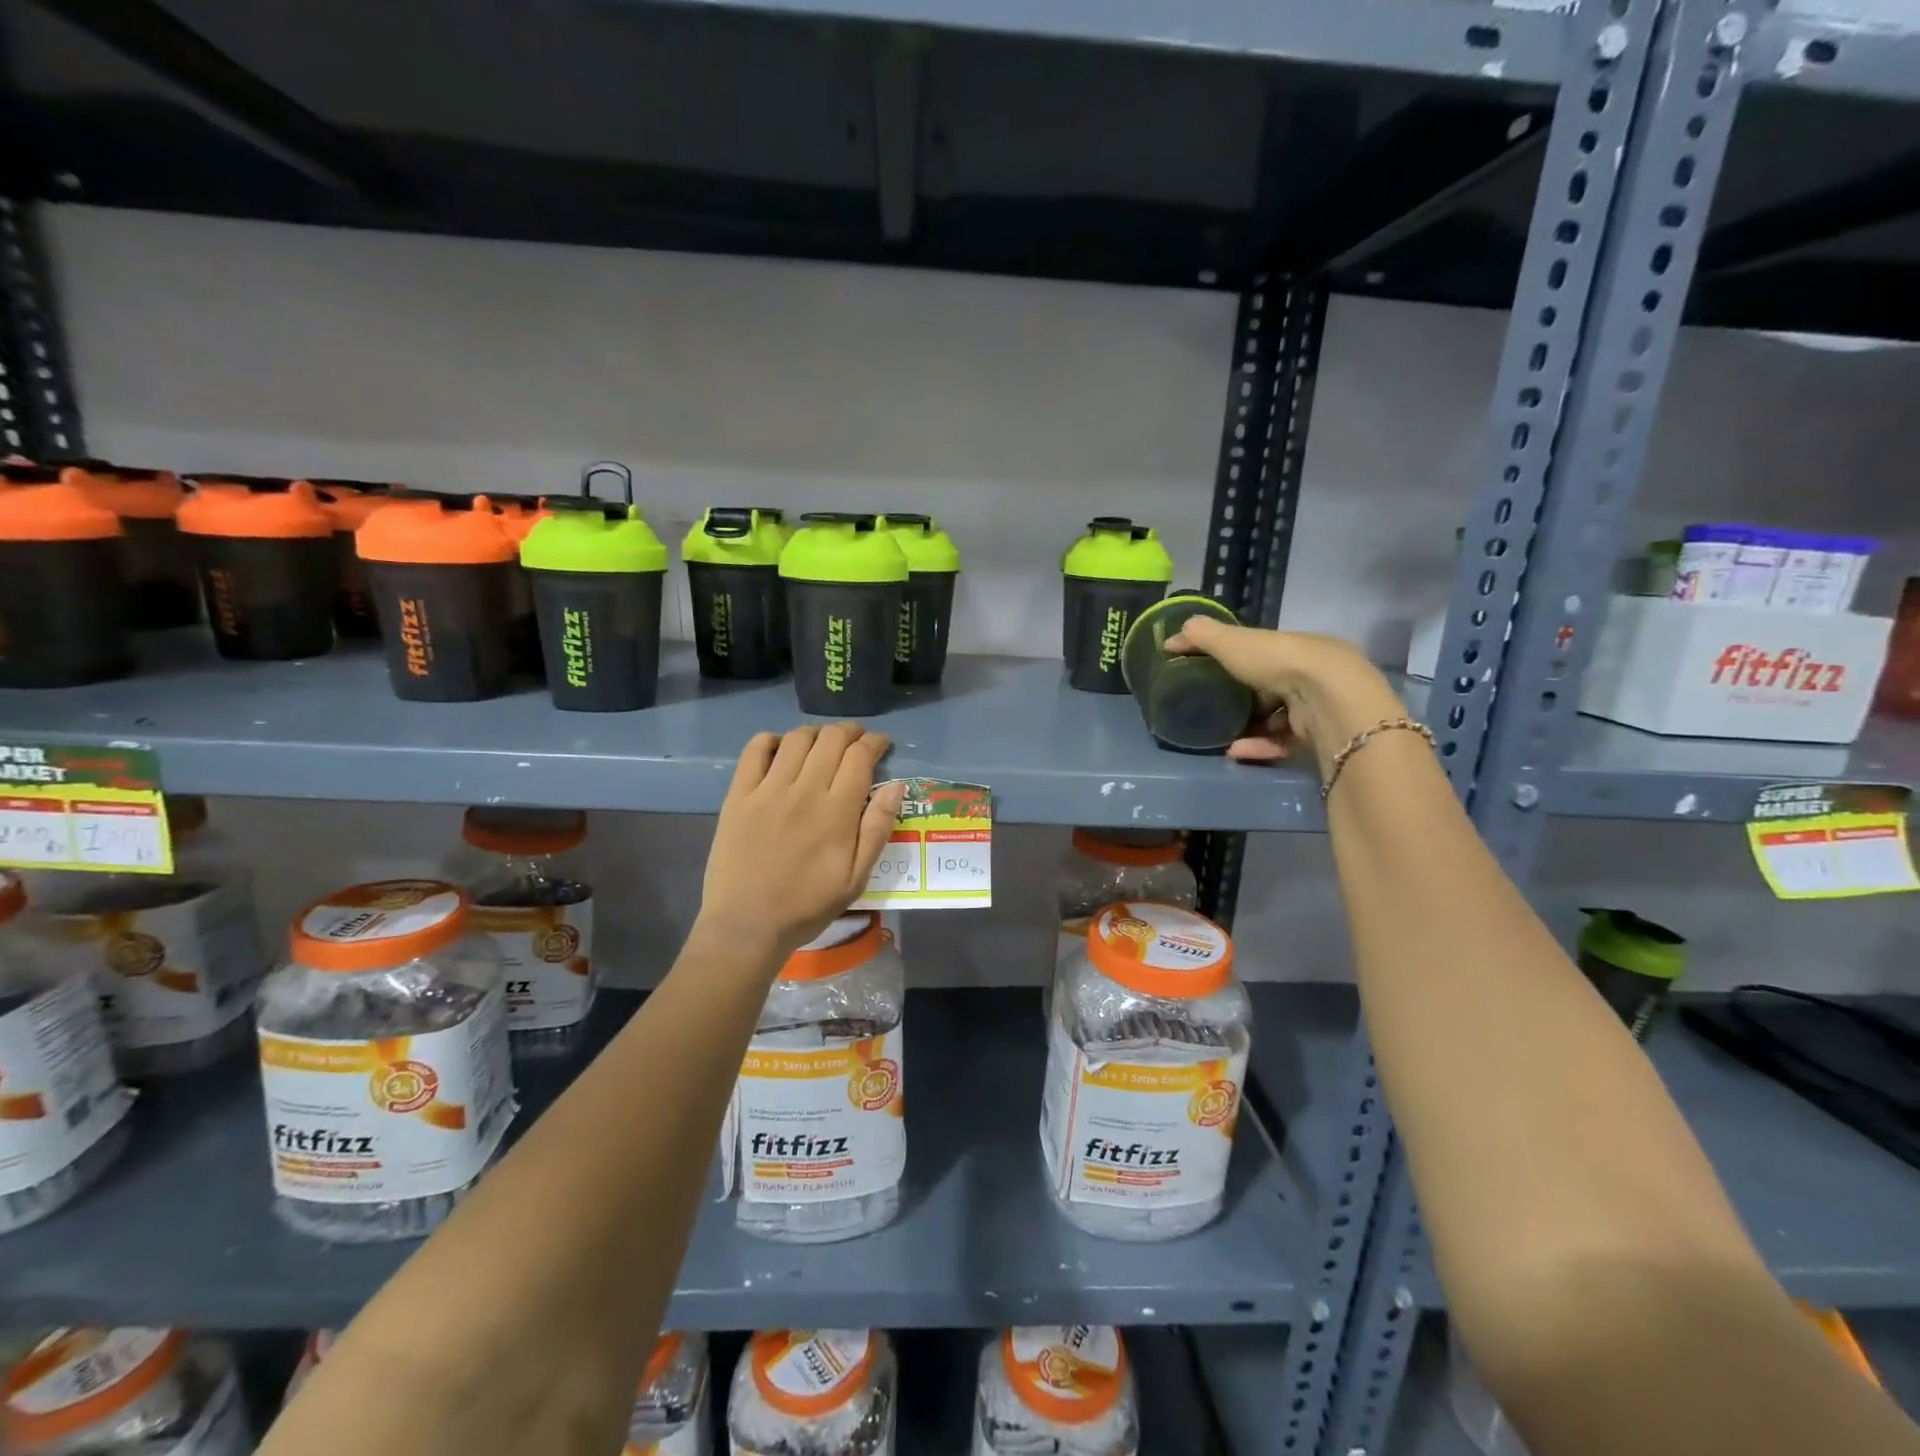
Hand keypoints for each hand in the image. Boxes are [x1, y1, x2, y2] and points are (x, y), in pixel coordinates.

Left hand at [698, 724, 905, 956]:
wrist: (747, 925)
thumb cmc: (808, 905)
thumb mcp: (857, 878)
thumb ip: (878, 829)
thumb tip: (896, 786)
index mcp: (837, 812)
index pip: (860, 756)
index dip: (875, 742)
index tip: (881, 744)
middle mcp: (804, 791)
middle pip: (831, 739)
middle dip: (850, 732)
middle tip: (856, 741)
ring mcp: (768, 790)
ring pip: (797, 738)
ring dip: (816, 733)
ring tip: (822, 744)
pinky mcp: (739, 795)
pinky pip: (755, 750)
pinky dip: (772, 740)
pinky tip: (782, 750)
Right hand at [1164, 619, 1404, 776]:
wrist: (1325, 698)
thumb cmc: (1278, 661)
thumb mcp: (1232, 641)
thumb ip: (1202, 637)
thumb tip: (1171, 638)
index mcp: (1295, 648)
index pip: (1265, 654)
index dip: (1238, 662)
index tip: (1210, 675)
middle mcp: (1312, 675)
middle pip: (1273, 689)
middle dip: (1244, 701)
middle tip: (1212, 711)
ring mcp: (1318, 708)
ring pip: (1278, 720)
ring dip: (1248, 728)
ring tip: (1219, 737)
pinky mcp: (1318, 738)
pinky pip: (1283, 744)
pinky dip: (1258, 747)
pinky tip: (1234, 751)